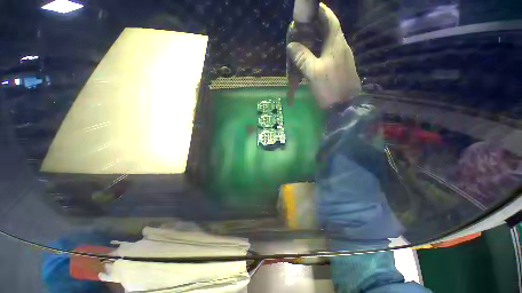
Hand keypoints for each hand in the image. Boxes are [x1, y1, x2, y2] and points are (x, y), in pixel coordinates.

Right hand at [287, 3, 360, 108]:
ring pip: (326, 42)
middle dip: (313, 26)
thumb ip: (302, 57)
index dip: (319, 11)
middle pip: (327, 29)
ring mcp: (340, 57)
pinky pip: (326, 53)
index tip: (307, 10)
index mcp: (336, 43)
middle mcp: (340, 46)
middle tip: (299, 28)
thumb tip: (291, 45)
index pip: (329, 19)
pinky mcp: (338, 66)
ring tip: (301, 41)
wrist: (345, 105)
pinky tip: (308, 56)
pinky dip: (317, 50)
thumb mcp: (314, 72)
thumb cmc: (331, 88)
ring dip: (314, 39)